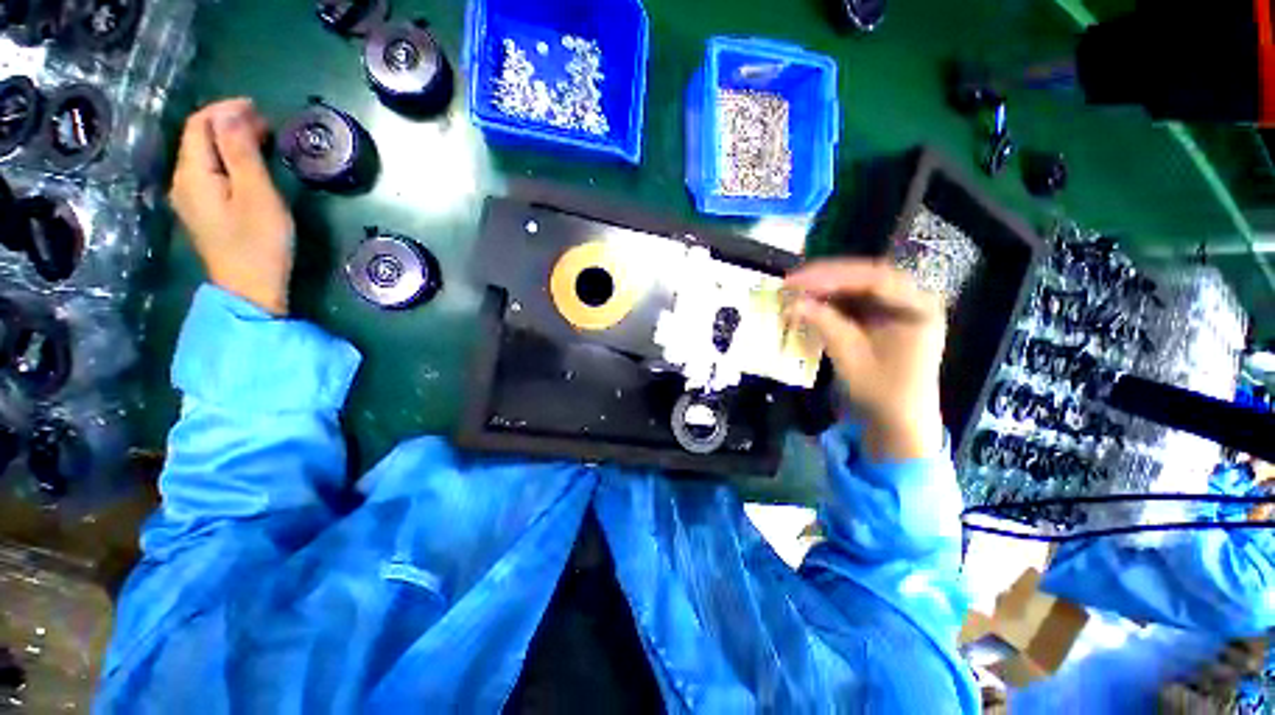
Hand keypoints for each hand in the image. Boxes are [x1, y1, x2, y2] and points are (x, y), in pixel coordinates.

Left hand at [170, 98, 293, 315]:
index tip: (258, 108)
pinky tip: (247, 167)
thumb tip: (232, 114)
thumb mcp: (256, 194)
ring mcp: (190, 199)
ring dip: (229, 141)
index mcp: (193, 173)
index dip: (225, 109)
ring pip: (203, 155)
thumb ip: (241, 152)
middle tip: (266, 125)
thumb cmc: (259, 242)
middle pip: (198, 138)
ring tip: (261, 142)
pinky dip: (227, 161)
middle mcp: (183, 181)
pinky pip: (209, 173)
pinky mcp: (203, 212)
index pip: (199, 125)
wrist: (250, 289)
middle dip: (228, 123)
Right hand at [785, 259, 946, 461]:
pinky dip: (828, 299)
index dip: (833, 277)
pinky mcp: (881, 316)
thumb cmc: (882, 392)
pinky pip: (853, 299)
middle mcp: (911, 300)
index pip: (875, 280)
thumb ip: (824, 325)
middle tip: (791, 281)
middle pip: (866, 276)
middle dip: (826, 277)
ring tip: (794, 288)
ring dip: (824, 286)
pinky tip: (808, 301)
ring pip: (856, 285)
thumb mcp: (850, 358)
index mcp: (918, 309)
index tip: (799, 281)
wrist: (898, 419)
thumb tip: (792, 303)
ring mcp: (896, 307)